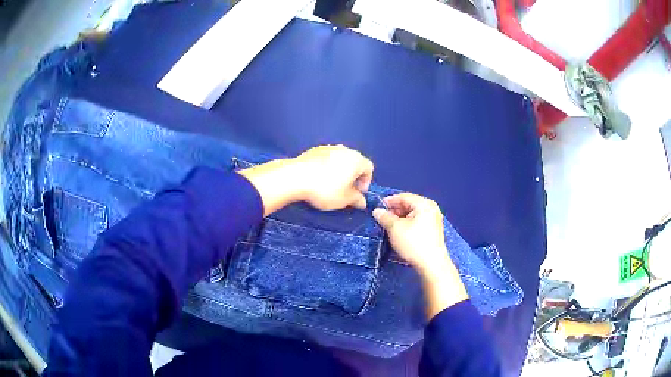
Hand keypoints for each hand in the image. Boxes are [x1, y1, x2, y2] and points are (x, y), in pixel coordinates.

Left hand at [292, 145, 372, 210]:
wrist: (295, 177)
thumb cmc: (325, 189)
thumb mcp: (344, 199)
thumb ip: (356, 199)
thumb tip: (362, 201)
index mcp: (356, 159)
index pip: (369, 167)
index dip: (366, 181)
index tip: (357, 193)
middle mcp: (344, 149)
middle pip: (355, 162)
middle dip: (353, 176)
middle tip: (346, 190)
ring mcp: (328, 147)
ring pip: (340, 159)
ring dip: (340, 171)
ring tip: (331, 184)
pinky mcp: (314, 150)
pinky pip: (327, 158)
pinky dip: (327, 167)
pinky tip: (318, 178)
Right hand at [372, 193, 467, 317]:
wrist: (431, 264)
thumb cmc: (414, 243)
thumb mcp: (395, 228)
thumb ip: (385, 217)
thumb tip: (377, 211)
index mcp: (424, 204)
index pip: (403, 197)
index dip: (388, 201)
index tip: (376, 208)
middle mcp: (431, 209)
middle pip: (408, 205)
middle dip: (394, 212)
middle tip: (381, 220)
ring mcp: (433, 221)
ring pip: (412, 215)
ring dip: (399, 220)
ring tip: (387, 228)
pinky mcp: (433, 232)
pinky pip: (417, 223)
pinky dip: (406, 226)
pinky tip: (398, 234)